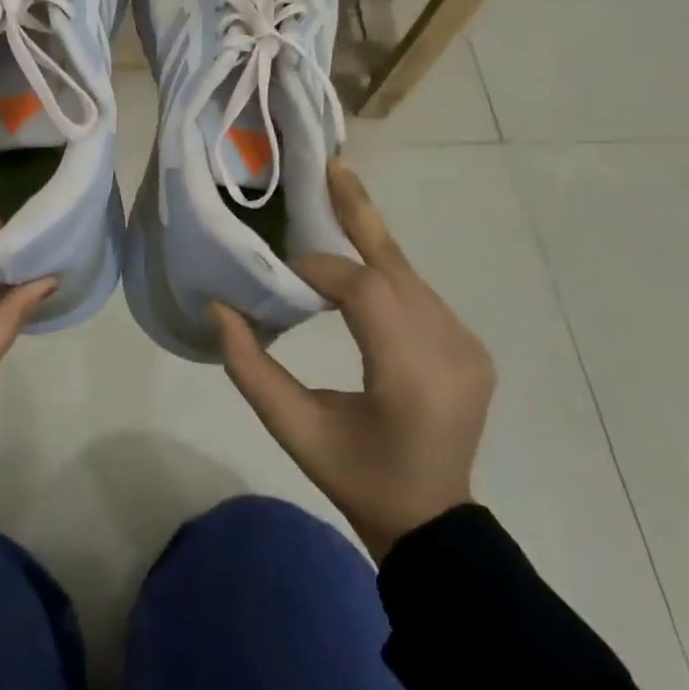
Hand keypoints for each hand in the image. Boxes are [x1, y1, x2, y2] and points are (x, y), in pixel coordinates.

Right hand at [213, 159, 495, 560]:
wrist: (432, 523)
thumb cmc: (357, 478)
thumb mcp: (294, 429)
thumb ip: (250, 367)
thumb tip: (219, 306)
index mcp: (409, 373)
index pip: (364, 292)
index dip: (320, 271)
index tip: (283, 273)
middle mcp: (450, 348)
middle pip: (397, 266)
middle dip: (360, 214)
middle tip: (333, 166)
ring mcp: (467, 346)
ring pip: (410, 276)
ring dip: (369, 244)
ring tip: (336, 198)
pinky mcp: (470, 348)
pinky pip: (420, 296)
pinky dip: (386, 273)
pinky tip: (359, 264)